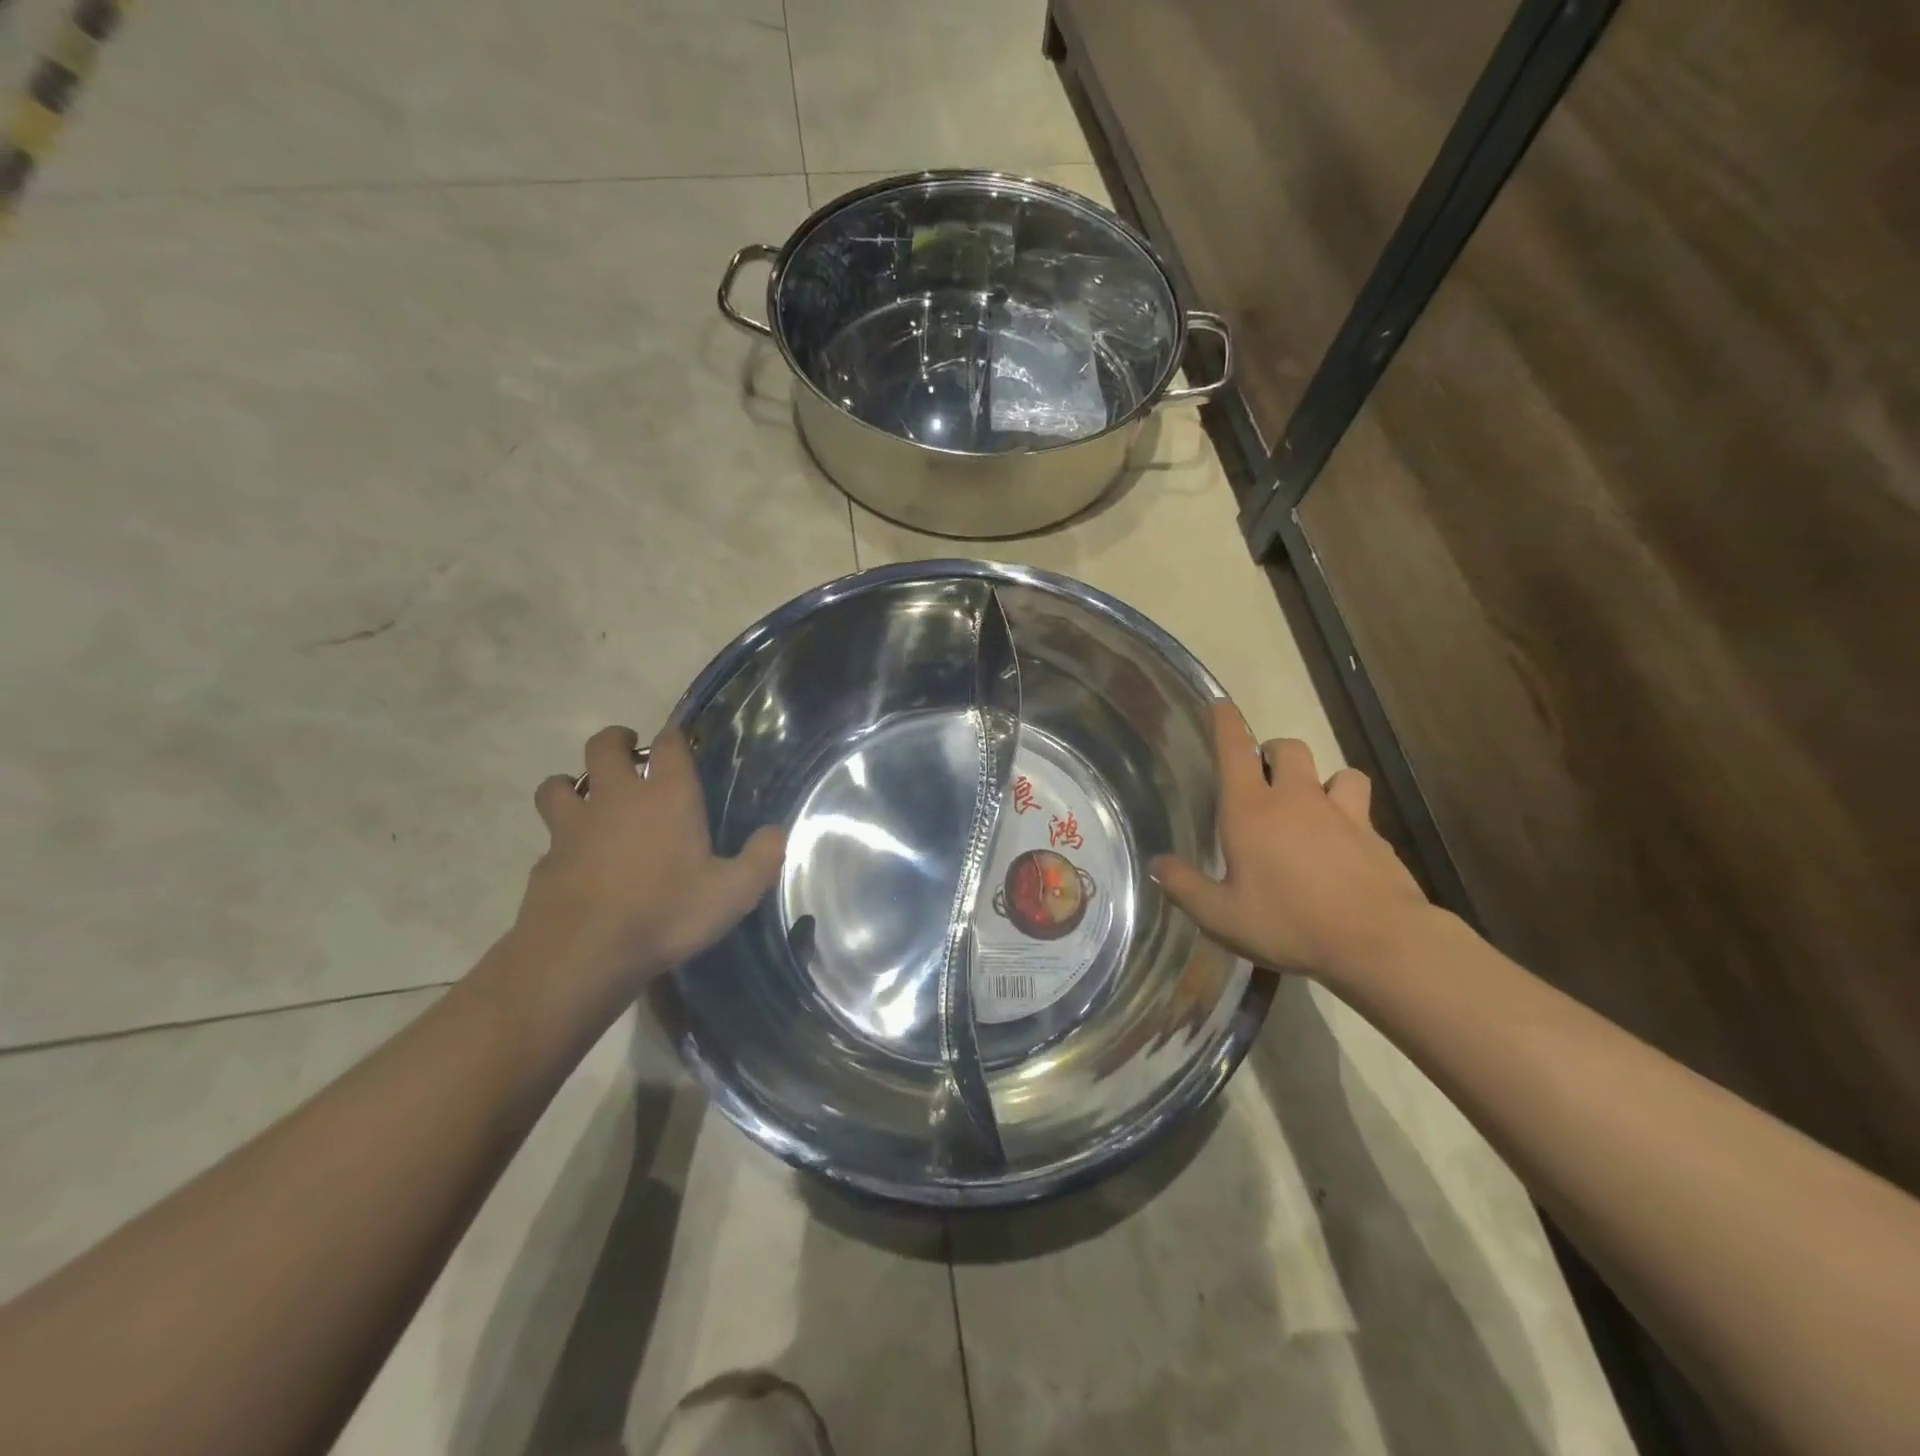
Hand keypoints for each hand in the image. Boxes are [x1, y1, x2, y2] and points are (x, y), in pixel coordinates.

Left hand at [509, 724, 784, 1012]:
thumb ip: (761, 859)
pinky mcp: (544, 859)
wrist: (582, 955)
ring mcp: (573, 826)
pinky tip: (574, 859)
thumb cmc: (666, 914)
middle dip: (616, 741)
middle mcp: (616, 798)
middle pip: (603, 747)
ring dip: (572, 782)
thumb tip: (775, 832)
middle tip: (628, 751)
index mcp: (667, 796)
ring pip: (558, 784)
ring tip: (586, 796)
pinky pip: (549, 836)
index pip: (669, 744)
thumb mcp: (733, 893)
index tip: (679, 739)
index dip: (675, 736)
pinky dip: (560, 839)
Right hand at [1151, 703, 1430, 983]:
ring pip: (1337, 772)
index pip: (1235, 749)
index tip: (1220, 703)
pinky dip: (1350, 817)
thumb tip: (1157, 864)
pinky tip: (1344, 846)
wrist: (1378, 942)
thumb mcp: (1221, 916)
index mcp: (1251, 810)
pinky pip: (1362, 811)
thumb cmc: (1288, 923)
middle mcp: (1296, 799)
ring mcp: (1342, 814)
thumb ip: (1184, 887)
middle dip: (1272, 753)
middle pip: (1288, 748)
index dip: (1226, 722)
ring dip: (1321, 780)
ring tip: (1312, 806)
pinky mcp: (1375, 836)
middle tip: (1262, 778)